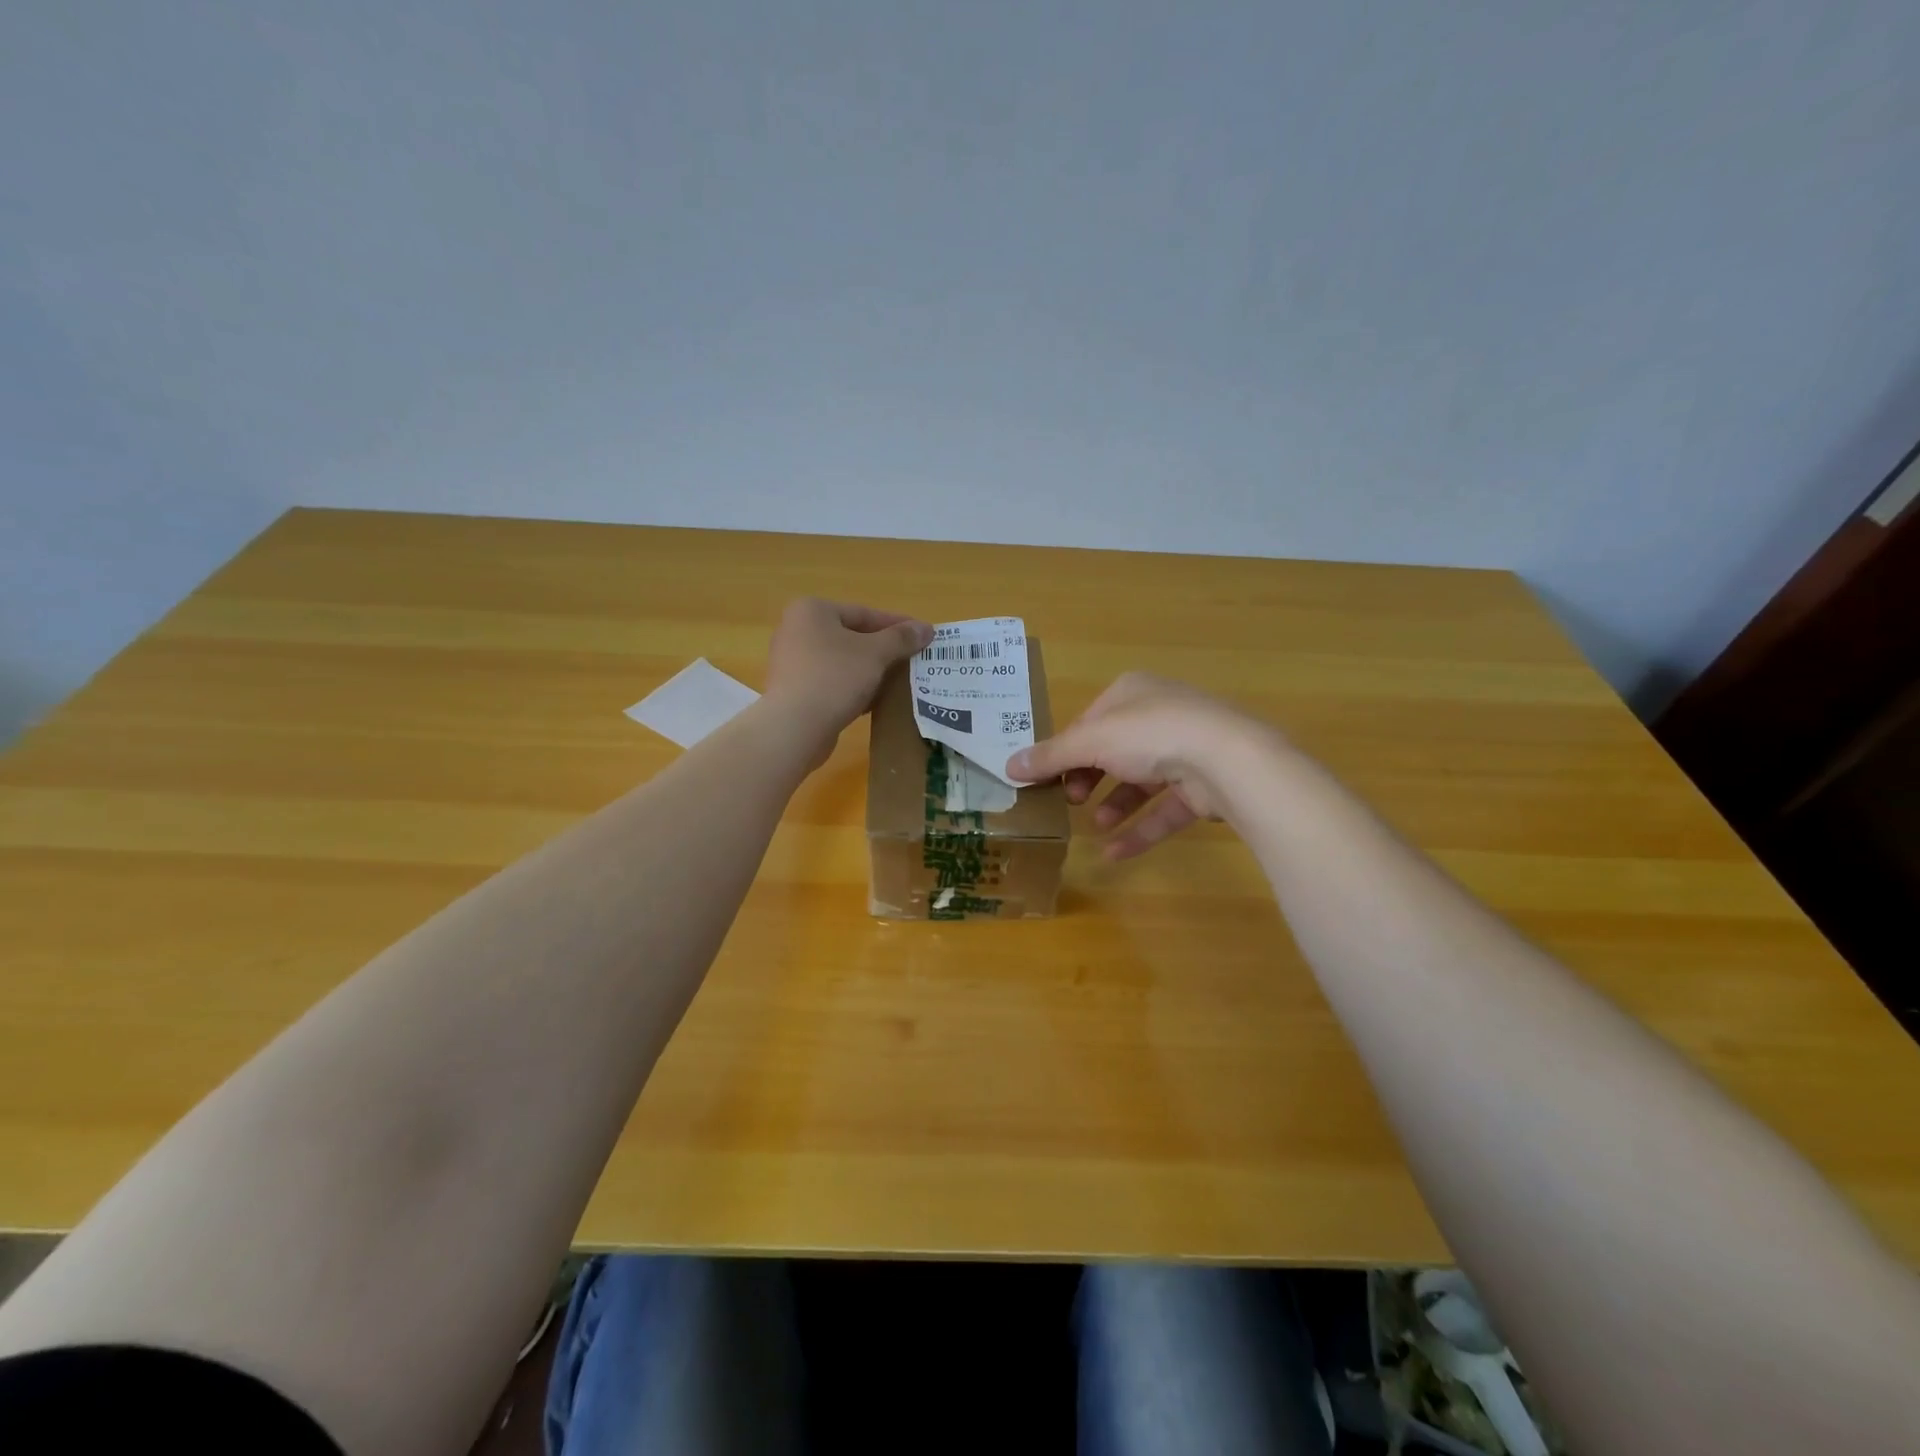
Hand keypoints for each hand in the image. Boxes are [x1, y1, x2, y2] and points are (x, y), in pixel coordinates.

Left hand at [764, 598, 933, 763]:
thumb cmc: (835, 677)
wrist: (795, 727)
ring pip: (844, 661)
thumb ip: (901, 638)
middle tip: (914, 659)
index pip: (865, 613)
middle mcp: (797, 630)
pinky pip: (832, 682)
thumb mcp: (875, 653)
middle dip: (885, 649)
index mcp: (812, 610)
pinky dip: (855, 687)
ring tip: (901, 681)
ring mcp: (793, 662)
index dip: (898, 625)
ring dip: (872, 670)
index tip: (924, 636)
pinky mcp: (795, 690)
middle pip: (853, 636)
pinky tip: (877, 700)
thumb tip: (926, 628)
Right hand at [1007, 672, 1282, 858]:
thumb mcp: (1091, 742)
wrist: (1227, 760)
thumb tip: (1008, 766)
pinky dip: (1140, 829)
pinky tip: (1115, 852)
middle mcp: (1160, 715)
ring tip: (1094, 825)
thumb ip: (1052, 755)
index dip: (1066, 751)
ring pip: (1141, 781)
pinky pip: (1164, 809)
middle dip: (1089, 779)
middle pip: (1113, 751)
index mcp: (1132, 692)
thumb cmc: (1150, 735)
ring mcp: (1186, 750)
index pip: (1089, 722)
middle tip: (1069, 801)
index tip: (1046, 778)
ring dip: (1114, 805)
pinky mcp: (1203, 786)